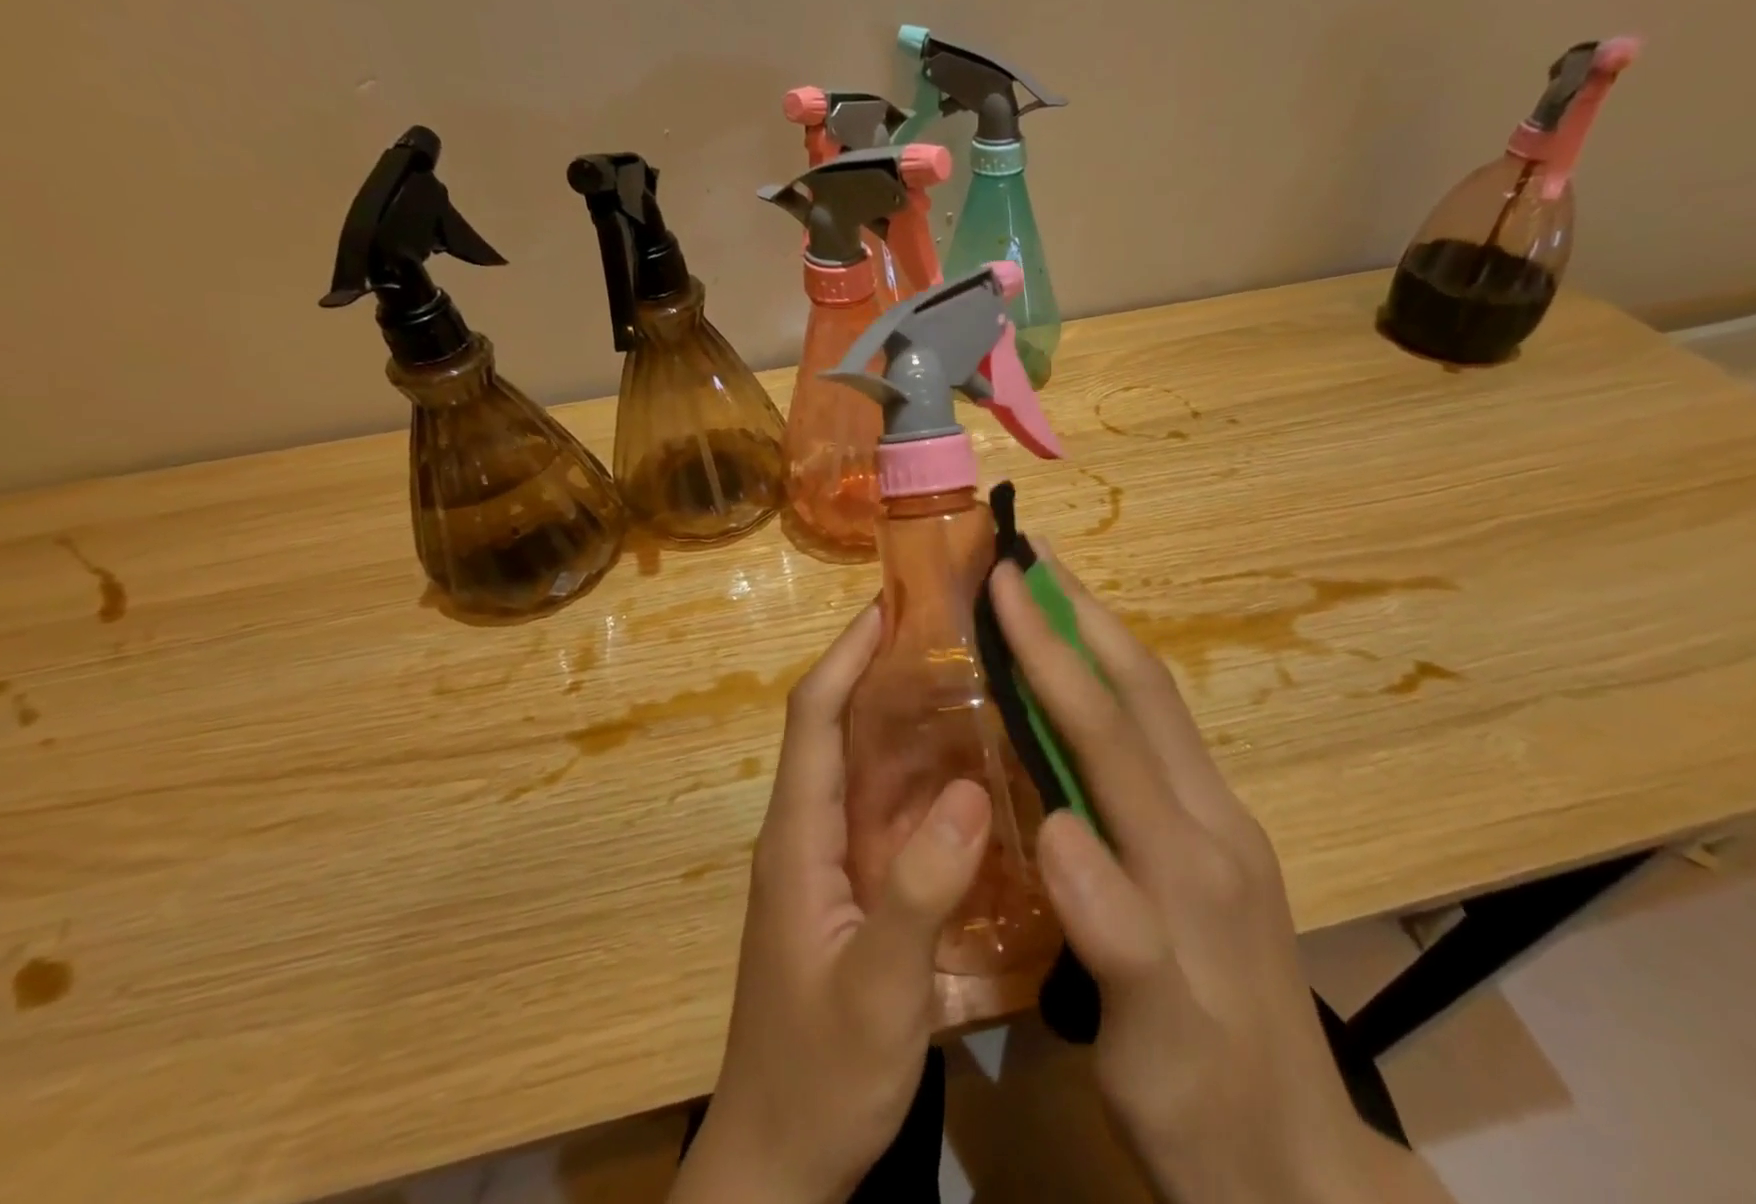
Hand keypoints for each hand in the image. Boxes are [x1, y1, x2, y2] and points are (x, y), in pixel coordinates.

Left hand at [669, 602, 992, 1203]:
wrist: (782, 1165)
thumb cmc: (820, 1074)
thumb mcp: (878, 988)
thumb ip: (921, 890)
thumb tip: (973, 792)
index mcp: (799, 835)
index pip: (814, 718)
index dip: (847, 656)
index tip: (888, 607)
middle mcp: (810, 832)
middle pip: (839, 729)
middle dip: (880, 672)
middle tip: (946, 634)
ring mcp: (831, 862)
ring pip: (865, 769)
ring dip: (904, 721)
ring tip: (968, 683)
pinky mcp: (853, 890)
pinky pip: (886, 813)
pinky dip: (920, 779)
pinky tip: (970, 776)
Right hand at [990, 554, 1452, 1203]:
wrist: (1301, 1176)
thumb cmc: (1206, 1112)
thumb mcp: (1152, 1045)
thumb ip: (1113, 933)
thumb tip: (1054, 829)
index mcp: (1188, 857)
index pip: (1107, 727)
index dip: (1051, 648)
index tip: (1005, 580)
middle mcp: (1211, 819)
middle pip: (1145, 690)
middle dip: (1084, 611)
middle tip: (1032, 553)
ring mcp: (1221, 825)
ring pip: (1157, 704)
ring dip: (1101, 637)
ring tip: (1053, 592)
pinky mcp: (1219, 841)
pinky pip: (1158, 736)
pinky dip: (1113, 684)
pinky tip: (1083, 682)